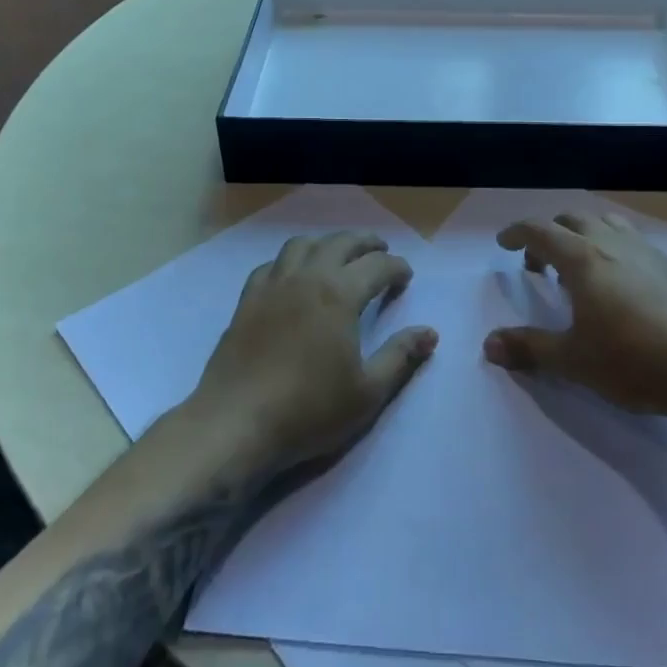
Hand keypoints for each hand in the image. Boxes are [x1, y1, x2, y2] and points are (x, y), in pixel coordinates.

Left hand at [188, 231, 436, 479]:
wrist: (236, 423)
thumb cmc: (309, 410)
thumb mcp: (367, 392)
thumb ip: (400, 357)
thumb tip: (430, 332)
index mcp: (339, 295)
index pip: (376, 266)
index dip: (396, 267)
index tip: (406, 277)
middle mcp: (307, 278)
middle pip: (340, 243)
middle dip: (365, 243)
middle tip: (380, 250)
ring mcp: (273, 285)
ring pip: (303, 244)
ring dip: (327, 243)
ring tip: (338, 254)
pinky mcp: (247, 300)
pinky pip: (272, 264)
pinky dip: (291, 260)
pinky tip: (293, 276)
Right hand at [483, 211, 666, 417]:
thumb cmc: (635, 359)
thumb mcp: (574, 360)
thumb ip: (530, 349)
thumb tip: (488, 345)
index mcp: (583, 258)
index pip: (540, 231)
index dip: (517, 233)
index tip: (503, 243)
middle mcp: (613, 244)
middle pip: (573, 220)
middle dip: (550, 235)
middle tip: (539, 264)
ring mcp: (648, 253)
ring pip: (608, 225)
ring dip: (584, 236)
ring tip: (580, 270)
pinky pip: (633, 243)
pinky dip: (614, 251)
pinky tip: (622, 289)